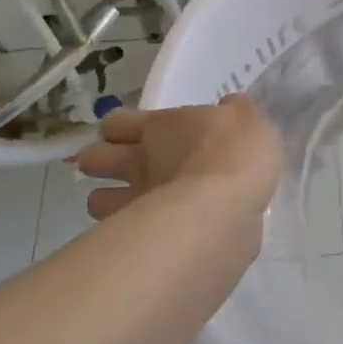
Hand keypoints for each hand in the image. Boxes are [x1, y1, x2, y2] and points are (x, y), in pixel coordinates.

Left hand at [75, 97, 281, 223]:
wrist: (226, 206)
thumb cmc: (236, 154)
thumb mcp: (250, 121)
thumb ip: (236, 113)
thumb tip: (229, 105)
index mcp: (159, 127)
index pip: (115, 122)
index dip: (119, 128)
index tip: (134, 135)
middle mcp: (137, 160)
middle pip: (92, 158)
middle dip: (101, 163)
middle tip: (126, 170)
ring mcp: (133, 200)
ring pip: (95, 201)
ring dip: (108, 203)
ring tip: (130, 208)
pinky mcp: (139, 237)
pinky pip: (119, 236)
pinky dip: (126, 235)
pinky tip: (149, 236)